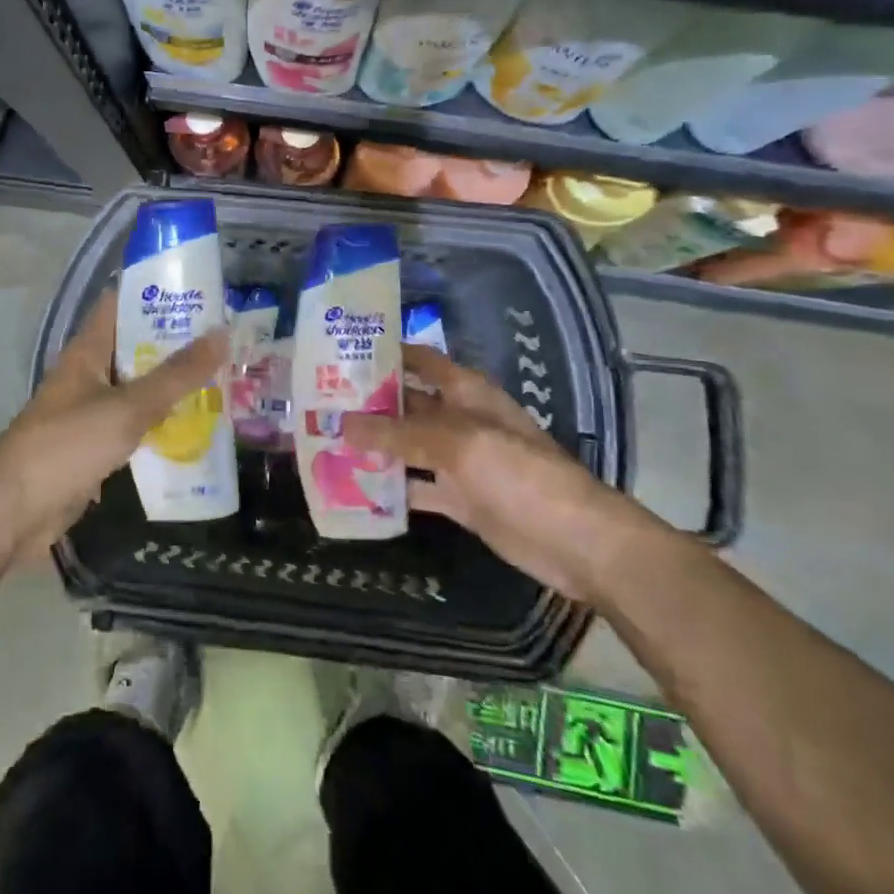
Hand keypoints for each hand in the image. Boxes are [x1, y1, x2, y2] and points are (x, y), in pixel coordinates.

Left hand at [0, 292, 228, 556]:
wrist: (14, 510)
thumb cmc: (67, 444)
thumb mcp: (128, 406)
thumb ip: (176, 375)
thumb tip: (222, 333)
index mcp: (89, 350)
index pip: (122, 303)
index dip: (156, 292)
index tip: (199, 291)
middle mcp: (89, 373)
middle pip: (136, 345)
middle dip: (176, 341)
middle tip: (225, 337)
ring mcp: (90, 410)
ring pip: (139, 387)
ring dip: (173, 384)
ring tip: (222, 375)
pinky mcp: (95, 444)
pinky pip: (135, 423)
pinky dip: (162, 420)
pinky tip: (196, 424)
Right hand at [343, 344, 657, 600]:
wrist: (576, 540)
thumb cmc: (520, 473)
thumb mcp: (457, 444)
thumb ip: (399, 434)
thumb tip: (342, 425)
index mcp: (465, 392)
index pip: (419, 360)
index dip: (385, 353)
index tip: (340, 353)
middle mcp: (458, 419)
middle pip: (407, 404)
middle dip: (368, 403)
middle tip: (317, 404)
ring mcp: (459, 461)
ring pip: (407, 447)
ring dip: (374, 446)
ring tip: (325, 442)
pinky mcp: (459, 498)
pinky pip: (418, 486)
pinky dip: (391, 488)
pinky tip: (355, 488)